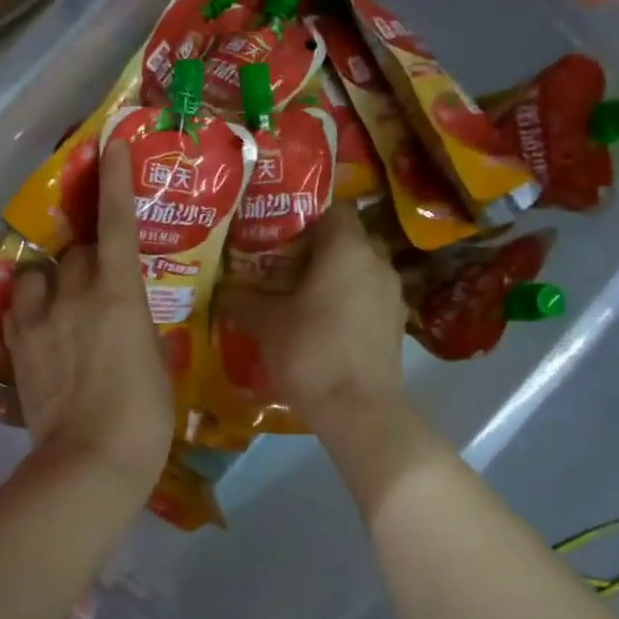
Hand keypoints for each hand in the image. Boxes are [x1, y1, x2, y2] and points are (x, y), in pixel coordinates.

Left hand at [5, 141, 172, 495]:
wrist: (91, 462)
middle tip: (100, 283)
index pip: (117, 224)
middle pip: (75, 251)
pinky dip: (29, 308)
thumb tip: (124, 314)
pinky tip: (40, 328)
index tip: (112, 144)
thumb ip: (136, 324)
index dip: (115, 181)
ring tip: (59, 303)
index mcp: (119, 294)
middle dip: (87, 257)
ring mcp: (39, 320)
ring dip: (50, 280)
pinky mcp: (16, 347)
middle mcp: (75, 295)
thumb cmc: (145, 416)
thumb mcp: (156, 361)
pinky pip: (17, 308)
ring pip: (36, 274)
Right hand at [215, 205, 408, 428]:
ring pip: (360, 270)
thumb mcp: (265, 323)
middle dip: (317, 248)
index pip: (334, 207)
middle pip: (347, 239)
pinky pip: (368, 298)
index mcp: (347, 248)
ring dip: (334, 277)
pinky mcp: (396, 324)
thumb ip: (242, 299)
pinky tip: (323, 324)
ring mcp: (391, 294)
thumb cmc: (310, 352)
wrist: (359, 411)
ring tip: (300, 295)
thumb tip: (223, 290)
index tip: (278, 231)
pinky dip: (348, 302)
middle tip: (282, 263)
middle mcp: (377, 261)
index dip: (306, 214)